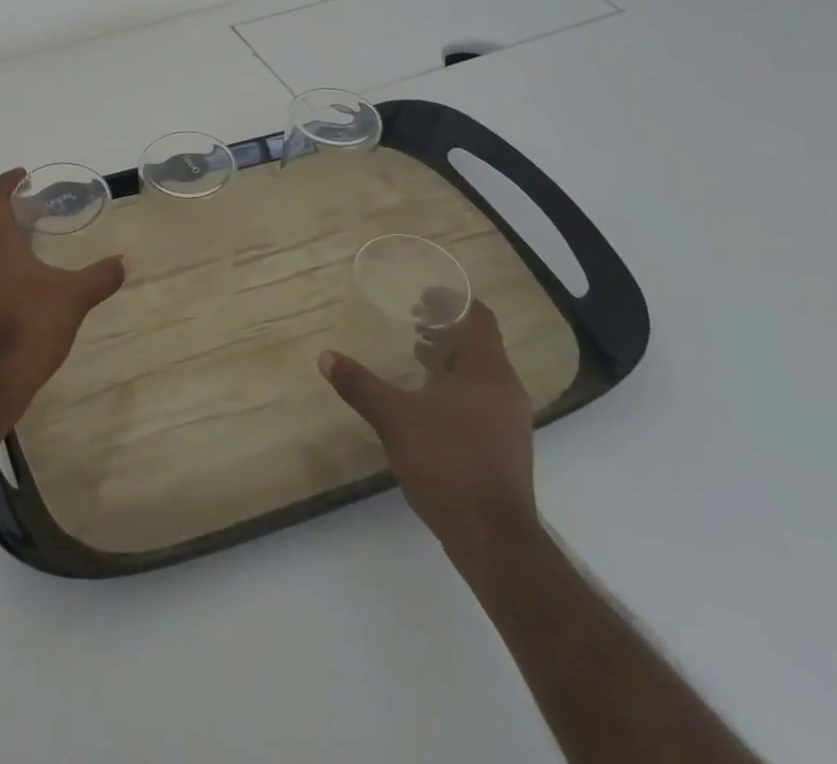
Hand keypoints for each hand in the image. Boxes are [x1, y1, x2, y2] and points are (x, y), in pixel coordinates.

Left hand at [0, 168, 125, 413]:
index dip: (5, 183)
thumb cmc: (30, 324)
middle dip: (10, 214)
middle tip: (37, 212)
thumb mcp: (73, 297)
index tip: (22, 175)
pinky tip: (23, 285)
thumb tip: (125, 262)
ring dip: (4, 243)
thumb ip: (99, 277)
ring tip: (33, 247)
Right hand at [319, 300, 538, 571]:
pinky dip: (457, 387)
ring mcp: (510, 420)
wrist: (494, 540)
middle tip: (411, 323)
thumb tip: (326, 356)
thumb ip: (361, 385)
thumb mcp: (395, 419)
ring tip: (415, 358)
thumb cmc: (448, 464)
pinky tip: (428, 404)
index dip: (452, 300)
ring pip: (481, 373)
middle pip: (480, 342)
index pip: (479, 316)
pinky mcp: (507, 446)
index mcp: (486, 371)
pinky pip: (483, 398)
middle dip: (445, 329)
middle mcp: (506, 388)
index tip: (421, 296)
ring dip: (450, 359)